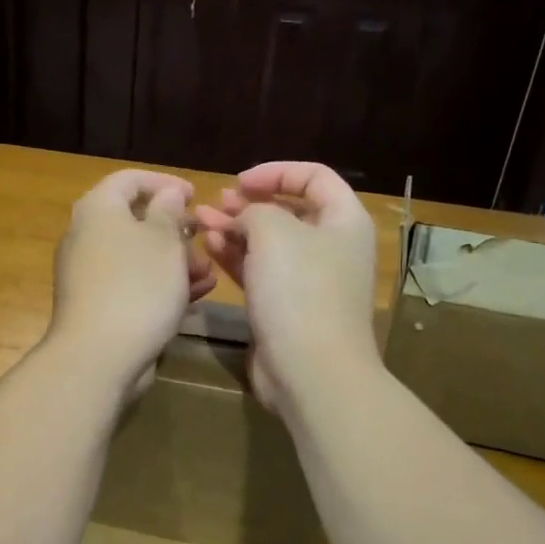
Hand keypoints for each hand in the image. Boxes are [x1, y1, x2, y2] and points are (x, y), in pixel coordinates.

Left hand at [47, 169, 214, 396]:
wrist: (99, 356)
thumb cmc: (137, 286)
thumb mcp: (164, 240)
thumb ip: (169, 211)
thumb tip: (167, 195)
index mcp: (98, 209)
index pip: (130, 179)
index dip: (165, 182)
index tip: (196, 195)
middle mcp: (86, 237)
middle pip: (134, 220)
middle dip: (175, 230)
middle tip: (204, 239)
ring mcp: (90, 274)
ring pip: (138, 256)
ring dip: (175, 261)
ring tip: (208, 273)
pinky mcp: (98, 306)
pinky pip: (133, 284)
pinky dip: (162, 285)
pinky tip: (195, 296)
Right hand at [195, 161, 378, 411]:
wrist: (310, 371)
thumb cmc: (300, 291)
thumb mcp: (274, 232)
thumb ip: (255, 211)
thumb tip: (244, 219)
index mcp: (344, 221)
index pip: (315, 177)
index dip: (276, 172)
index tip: (239, 181)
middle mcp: (331, 248)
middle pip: (289, 212)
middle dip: (249, 204)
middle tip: (216, 203)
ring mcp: (309, 281)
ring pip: (269, 245)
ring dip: (235, 230)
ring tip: (200, 222)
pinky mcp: (287, 308)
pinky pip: (260, 273)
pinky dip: (237, 258)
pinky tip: (209, 248)